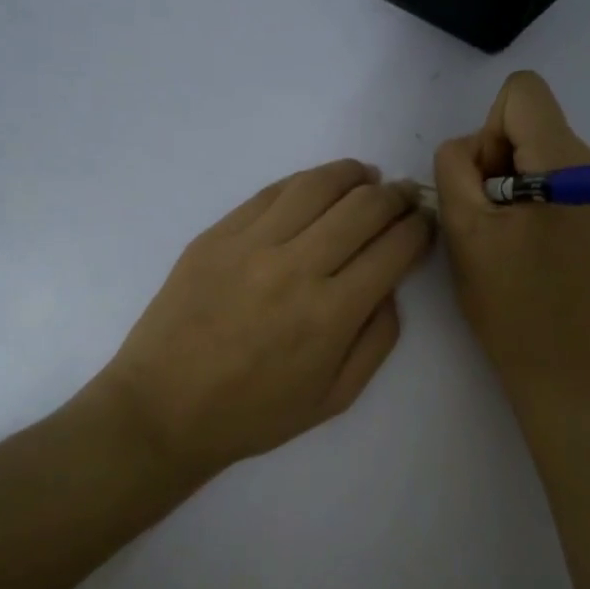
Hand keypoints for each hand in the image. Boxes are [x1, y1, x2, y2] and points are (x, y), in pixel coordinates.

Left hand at [99, 160, 433, 481]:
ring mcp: (252, 244)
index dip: (420, 229)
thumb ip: (377, 339)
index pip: (394, 248)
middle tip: (406, 197)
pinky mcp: (217, 235)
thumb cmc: (255, 413)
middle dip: (397, 196)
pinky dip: (305, 182)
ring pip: (318, 186)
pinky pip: (271, 192)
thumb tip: (390, 286)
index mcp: (332, 313)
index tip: (425, 224)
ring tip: (368, 178)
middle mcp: (296, 267)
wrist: (164, 408)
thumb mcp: (335, 397)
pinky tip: (318, 187)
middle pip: (364, 207)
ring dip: (354, 175)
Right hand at [435, 71, 589, 389]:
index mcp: (569, 164)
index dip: (490, 132)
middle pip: (535, 125)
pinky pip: (567, 182)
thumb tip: (473, 148)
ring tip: (514, 242)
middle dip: (502, 164)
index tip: (487, 186)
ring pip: (548, 154)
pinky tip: (537, 251)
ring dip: (520, 186)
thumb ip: (455, 166)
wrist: (561, 364)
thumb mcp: (462, 228)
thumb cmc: (507, 300)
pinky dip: (543, 203)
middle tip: (493, 224)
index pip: (523, 93)